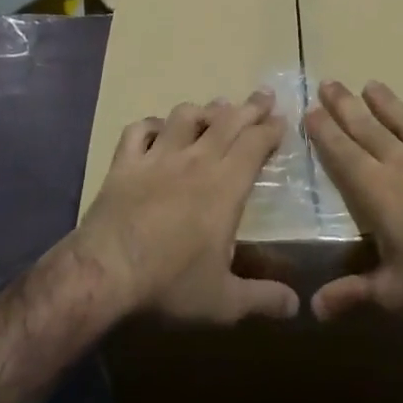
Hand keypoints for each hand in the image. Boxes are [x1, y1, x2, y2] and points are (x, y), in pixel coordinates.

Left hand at [74, 91, 300, 323]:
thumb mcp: (224, 302)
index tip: (282, 120)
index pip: (255, 144)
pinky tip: (157, 128)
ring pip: (184, 116)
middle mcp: (195, 161)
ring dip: (204, 109)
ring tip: (215, 108)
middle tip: (264, 95)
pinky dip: (151, 124)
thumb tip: (296, 306)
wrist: (106, 272)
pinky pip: (139, 130)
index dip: (270, 129)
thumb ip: (262, 299)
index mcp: (225, 186)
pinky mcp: (125, 162)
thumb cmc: (170, 284)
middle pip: (227, 121)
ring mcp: (157, 157)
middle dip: (249, 106)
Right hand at [305, 80, 402, 319]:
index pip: (343, 154)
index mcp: (378, 191)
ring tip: (370, 84)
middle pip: (368, 128)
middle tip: (327, 83)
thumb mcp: (395, 293)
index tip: (309, 110)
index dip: (324, 132)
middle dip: (345, 105)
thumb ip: (353, 295)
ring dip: (386, 102)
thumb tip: (313, 308)